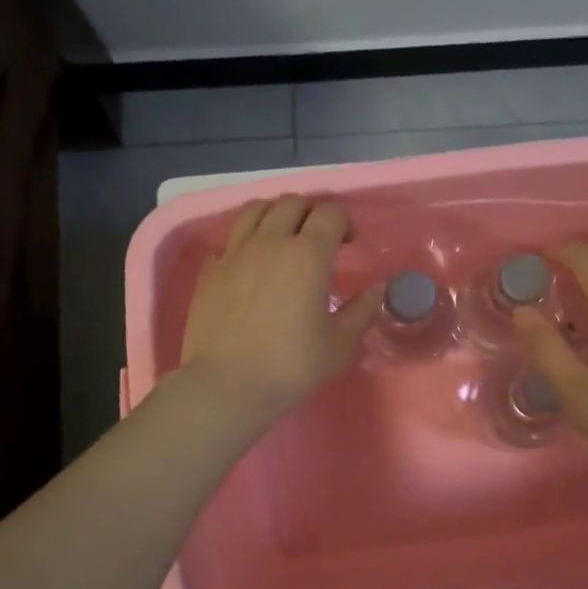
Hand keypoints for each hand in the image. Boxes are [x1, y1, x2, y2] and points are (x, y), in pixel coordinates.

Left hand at [179, 195, 379, 426]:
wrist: (226, 386)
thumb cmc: (291, 366)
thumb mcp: (339, 344)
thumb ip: (362, 311)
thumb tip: (378, 289)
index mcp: (308, 255)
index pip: (330, 213)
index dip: (344, 223)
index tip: (349, 244)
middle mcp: (270, 242)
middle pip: (291, 203)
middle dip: (310, 213)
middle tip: (317, 240)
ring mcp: (234, 253)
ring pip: (254, 210)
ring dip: (274, 216)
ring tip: (281, 239)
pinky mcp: (209, 270)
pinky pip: (229, 241)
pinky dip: (244, 243)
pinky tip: (249, 266)